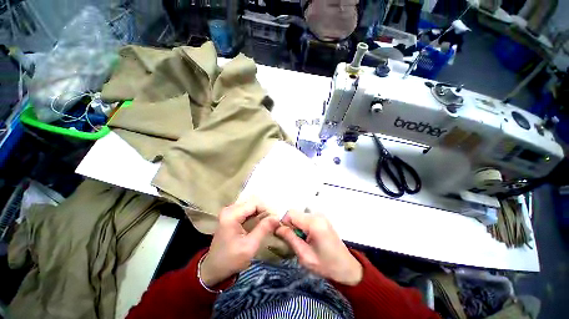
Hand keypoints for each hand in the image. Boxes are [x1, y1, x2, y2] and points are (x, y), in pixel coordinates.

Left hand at [200, 200, 279, 286]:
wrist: (214, 269)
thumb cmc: (231, 260)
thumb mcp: (250, 246)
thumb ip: (264, 229)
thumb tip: (277, 217)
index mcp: (231, 215)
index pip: (255, 203)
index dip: (267, 209)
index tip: (275, 219)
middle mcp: (229, 209)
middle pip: (253, 202)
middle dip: (264, 210)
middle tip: (273, 221)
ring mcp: (229, 211)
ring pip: (251, 205)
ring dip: (261, 212)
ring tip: (268, 222)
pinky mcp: (231, 215)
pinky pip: (247, 209)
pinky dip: (256, 214)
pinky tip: (261, 222)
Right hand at [276, 210, 362, 285]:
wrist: (346, 267)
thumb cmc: (326, 264)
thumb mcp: (305, 255)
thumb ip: (290, 239)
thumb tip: (278, 228)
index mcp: (313, 223)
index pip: (290, 213)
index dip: (284, 223)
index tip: (284, 236)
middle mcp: (317, 215)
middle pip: (295, 213)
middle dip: (290, 225)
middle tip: (293, 240)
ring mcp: (320, 215)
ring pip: (299, 215)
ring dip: (296, 226)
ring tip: (301, 240)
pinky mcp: (321, 218)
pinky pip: (305, 217)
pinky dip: (302, 225)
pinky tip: (307, 237)